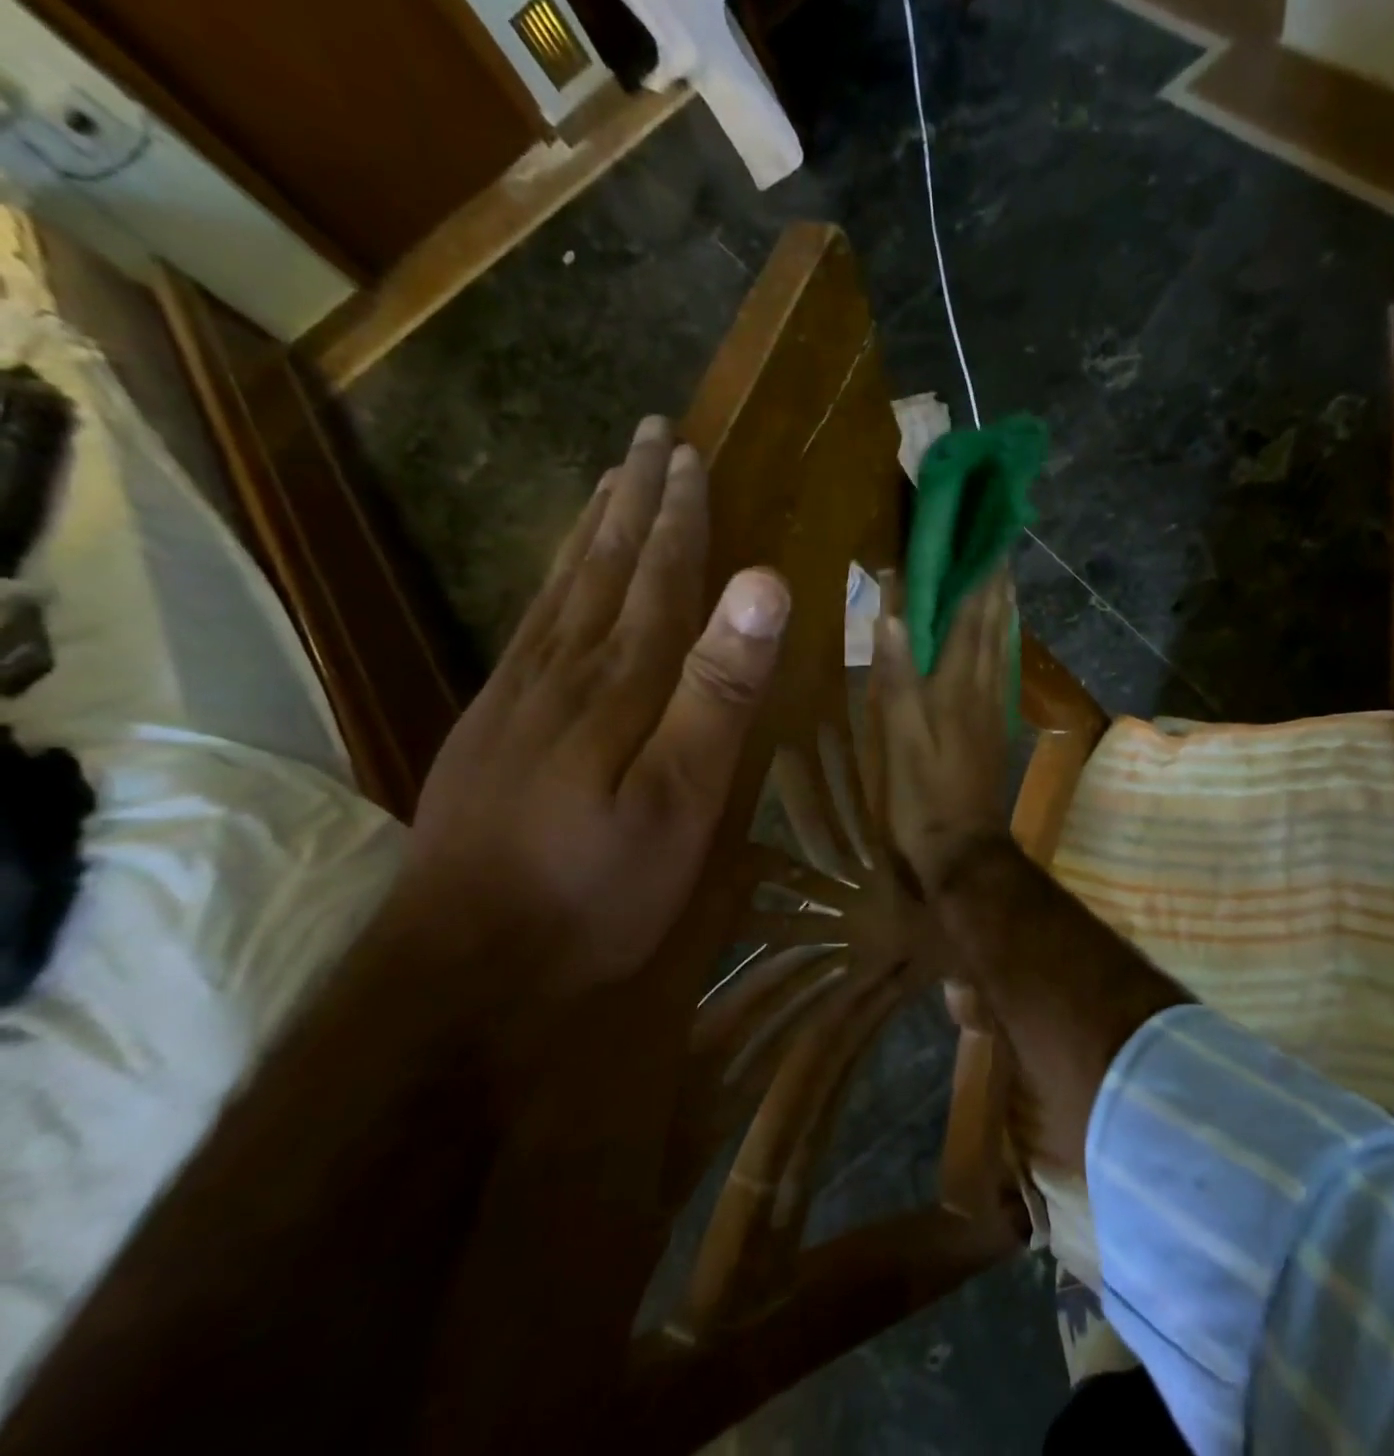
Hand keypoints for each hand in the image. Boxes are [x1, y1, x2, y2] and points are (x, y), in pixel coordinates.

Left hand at [399, 415, 788, 1000]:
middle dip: (633, 499)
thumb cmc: (597, 888)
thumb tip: (764, 585)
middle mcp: (564, 671)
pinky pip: (530, 629)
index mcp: (619, 684)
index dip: (681, 516)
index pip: (659, 578)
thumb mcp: (681, 800)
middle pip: (603, 566)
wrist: (465, 966)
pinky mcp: (492, 728)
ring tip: (611, 480)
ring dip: (591, 529)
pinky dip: (552, 585)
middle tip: (651, 437)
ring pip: (561, 589)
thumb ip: (719, 691)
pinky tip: (559, 581)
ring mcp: (517, 698)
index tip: (693, 454)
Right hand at [870, 570, 1014, 892]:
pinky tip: (1000, 633)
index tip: (980, 532)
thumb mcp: (900, 738)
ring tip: (1001, 573)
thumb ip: (898, 676)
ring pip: (1002, 643)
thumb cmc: (923, 794)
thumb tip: (894, 613)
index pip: (971, 615)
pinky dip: (1002, 639)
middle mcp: (983, 686)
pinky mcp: (994, 724)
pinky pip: (1002, 668)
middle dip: (993, 579)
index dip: (976, 573)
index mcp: (959, 684)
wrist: (963, 847)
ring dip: (1002, 605)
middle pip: (993, 622)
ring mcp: (993, 706)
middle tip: (993, 540)